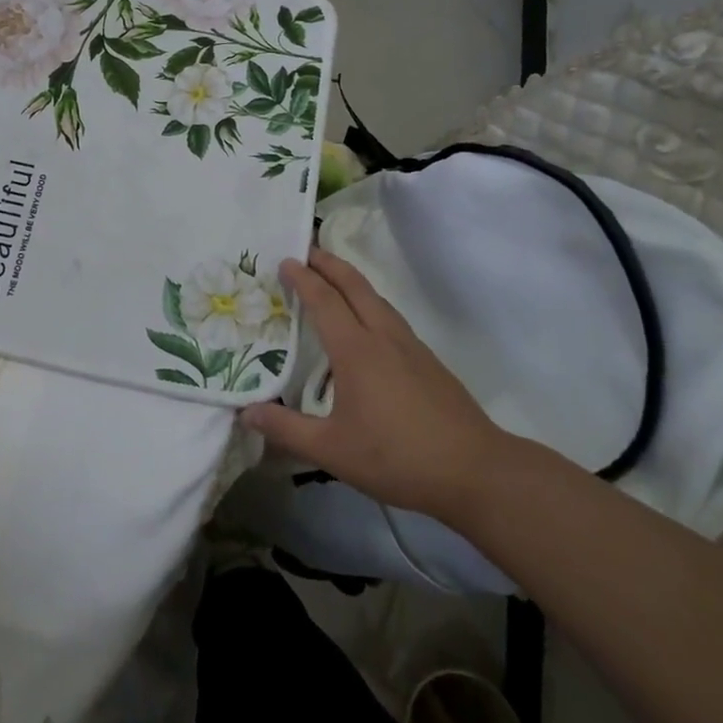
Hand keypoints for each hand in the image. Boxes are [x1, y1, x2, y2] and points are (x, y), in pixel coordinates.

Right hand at [241, 247, 510, 524]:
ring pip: (377, 299)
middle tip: (307, 250)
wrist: (476, 472)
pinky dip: (370, 303)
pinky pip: (391, 317)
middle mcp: (383, 337)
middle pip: (355, 286)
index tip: (285, 260)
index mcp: (356, 350)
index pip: (324, 301)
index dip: (303, 279)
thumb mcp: (332, 450)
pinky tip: (367, 325)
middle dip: (330, 264)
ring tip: (333, 279)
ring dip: (351, 281)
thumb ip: (286, 429)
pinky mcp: (428, 362)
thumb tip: (245, 412)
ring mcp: (411, 347)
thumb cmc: (398, 457)